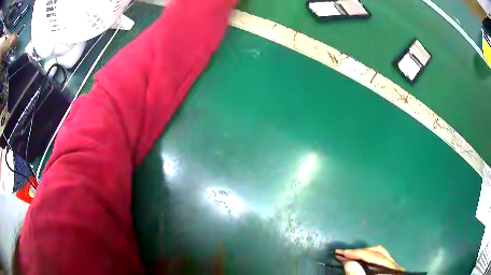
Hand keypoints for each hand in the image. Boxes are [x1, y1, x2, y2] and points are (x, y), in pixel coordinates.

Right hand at [336, 246, 403, 274]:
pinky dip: (366, 259)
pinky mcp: (388, 271)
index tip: (341, 253)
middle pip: (377, 252)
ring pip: (378, 254)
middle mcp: (394, 266)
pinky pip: (378, 260)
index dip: (358, 253)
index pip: (375, 256)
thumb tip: (348, 262)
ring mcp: (392, 268)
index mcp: (392, 270)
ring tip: (347, 255)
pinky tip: (357, 260)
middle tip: (342, 253)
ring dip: (361, 254)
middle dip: (359, 252)